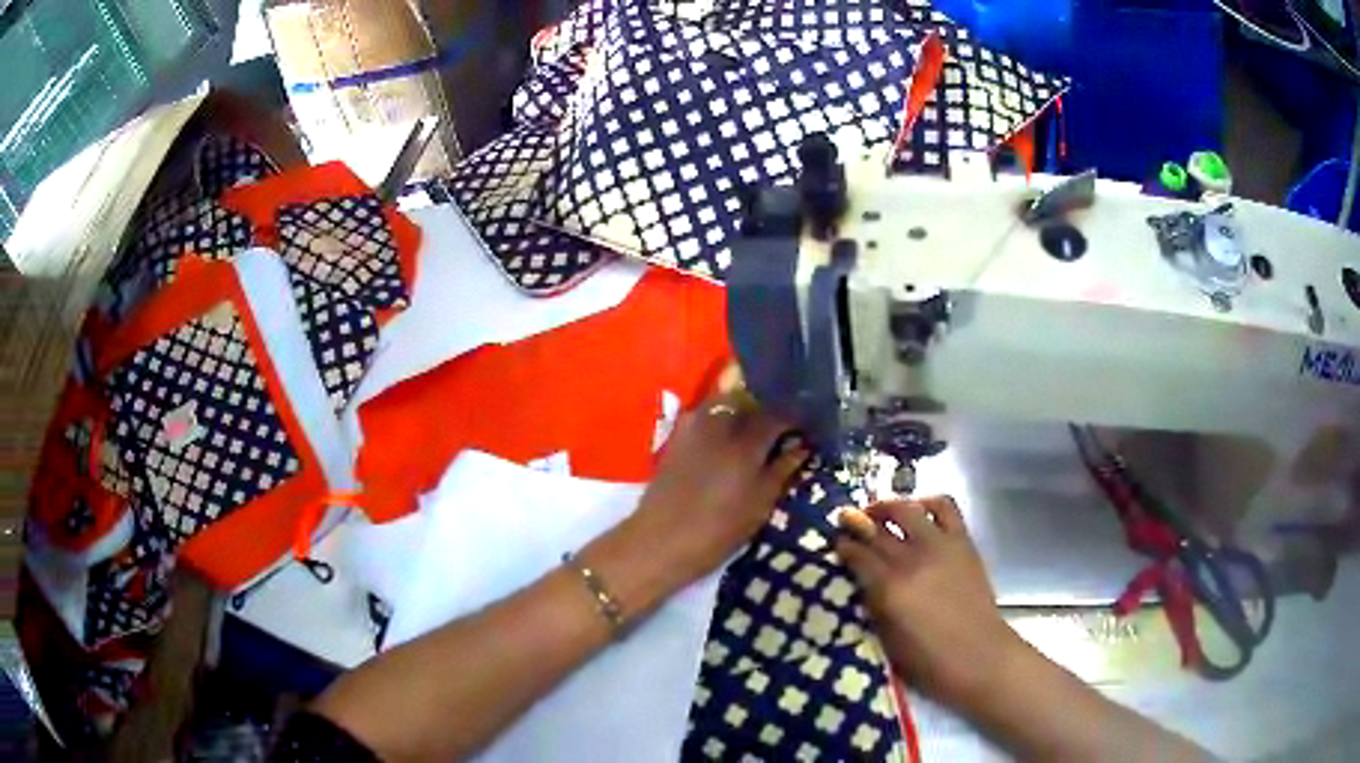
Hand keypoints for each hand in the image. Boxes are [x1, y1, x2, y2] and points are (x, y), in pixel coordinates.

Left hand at [628, 391, 807, 584]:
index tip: (808, 425)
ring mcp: (694, 425)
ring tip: (757, 429)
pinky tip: (730, 438)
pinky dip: (723, 418)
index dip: (796, 416)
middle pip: (752, 399)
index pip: (779, 413)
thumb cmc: (717, 531)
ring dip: (745, 409)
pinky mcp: (677, 434)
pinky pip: (707, 414)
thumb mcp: (759, 505)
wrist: (659, 541)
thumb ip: (781, 470)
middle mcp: (720, 423)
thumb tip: (801, 446)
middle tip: (783, 424)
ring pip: (727, 402)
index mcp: (746, 441)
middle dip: (769, 406)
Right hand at [837, 497, 1027, 710]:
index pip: (857, 553)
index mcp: (889, 588)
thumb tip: (860, 578)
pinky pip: (944, 507)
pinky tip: (919, 512)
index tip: (835, 540)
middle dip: (858, 521)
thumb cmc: (927, 661)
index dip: (843, 544)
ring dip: (889, 506)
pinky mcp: (963, 541)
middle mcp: (912, 559)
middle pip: (877, 528)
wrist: (978, 656)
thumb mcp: (886, 638)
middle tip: (848, 520)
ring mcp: (940, 545)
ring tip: (881, 512)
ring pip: (908, 508)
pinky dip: (927, 503)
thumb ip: (872, 603)